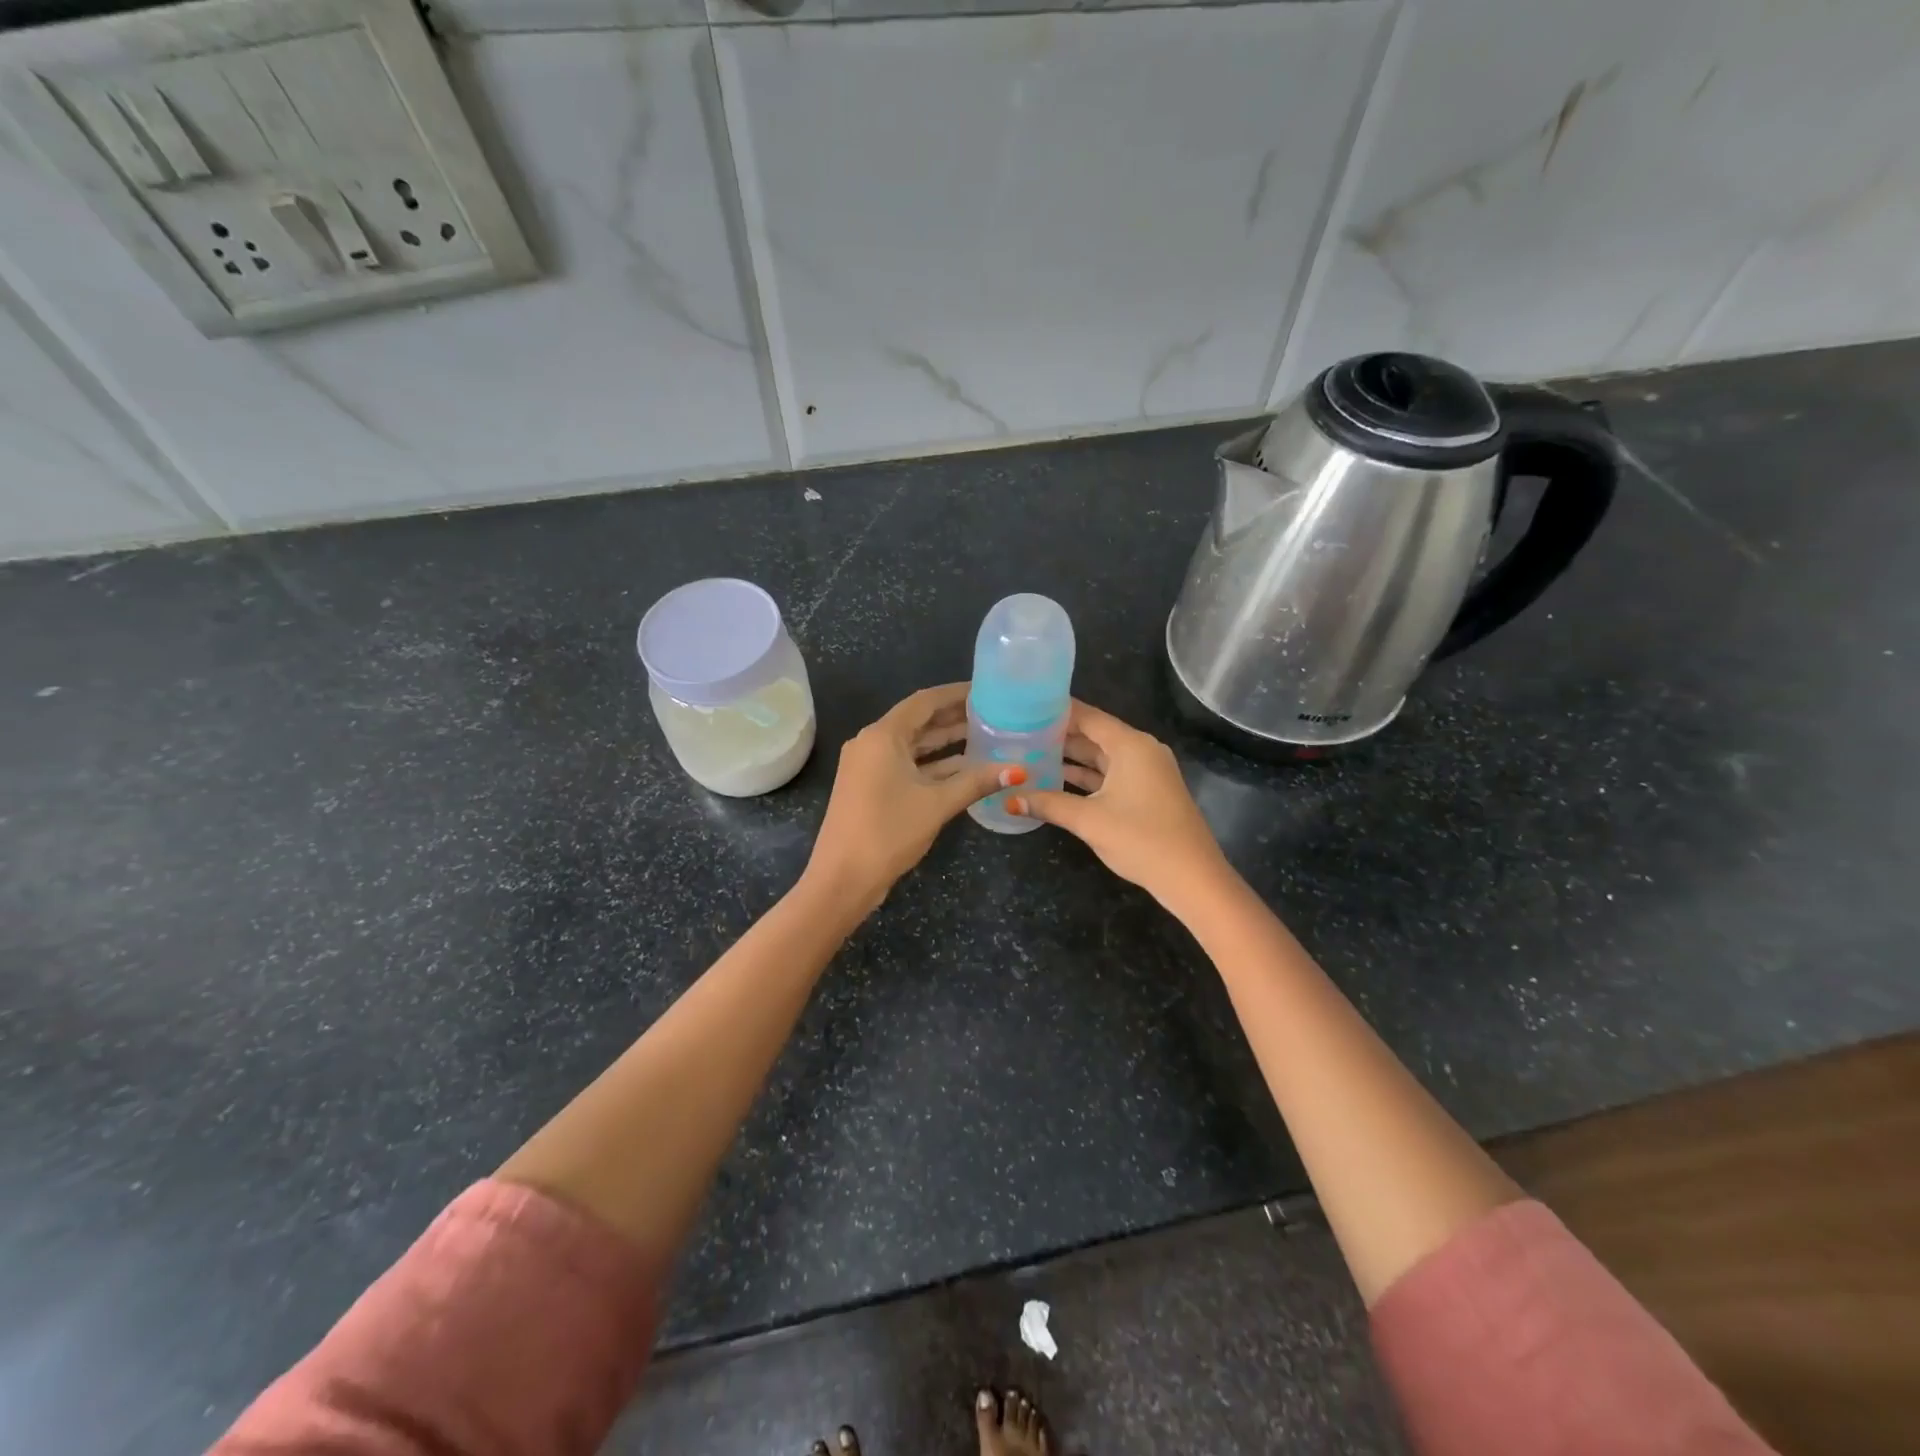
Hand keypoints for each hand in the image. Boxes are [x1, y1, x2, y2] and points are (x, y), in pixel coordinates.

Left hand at [805, 683, 1020, 910]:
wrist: (842, 879)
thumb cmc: (888, 832)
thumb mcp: (937, 804)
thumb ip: (976, 782)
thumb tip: (1018, 770)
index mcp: (882, 736)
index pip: (925, 701)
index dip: (956, 693)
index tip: (987, 690)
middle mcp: (872, 742)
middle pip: (919, 721)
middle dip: (954, 717)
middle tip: (994, 712)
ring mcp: (869, 766)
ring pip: (914, 744)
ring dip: (946, 741)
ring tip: (986, 735)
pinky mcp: (871, 786)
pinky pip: (906, 764)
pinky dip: (933, 764)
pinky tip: (965, 767)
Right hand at [1011, 699, 1230, 909]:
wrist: (1192, 878)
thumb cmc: (1142, 839)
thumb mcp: (1089, 820)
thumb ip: (1048, 804)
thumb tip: (1008, 800)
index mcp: (1130, 745)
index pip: (1087, 716)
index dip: (1055, 711)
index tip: (1023, 707)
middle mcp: (1140, 750)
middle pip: (1093, 734)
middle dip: (1058, 734)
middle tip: (1019, 731)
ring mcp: (1145, 772)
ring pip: (1101, 756)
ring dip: (1070, 757)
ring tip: (1029, 752)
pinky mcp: (1146, 792)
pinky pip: (1110, 774)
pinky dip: (1085, 775)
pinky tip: (1056, 779)